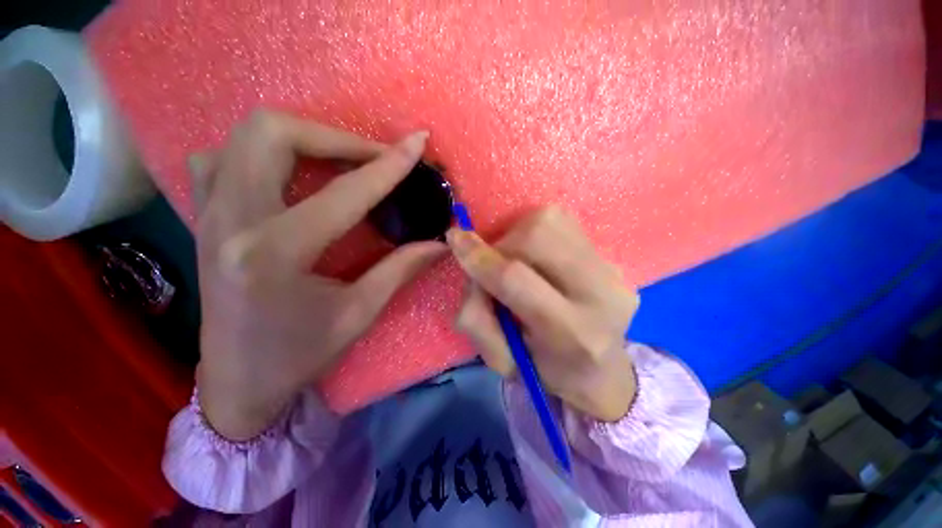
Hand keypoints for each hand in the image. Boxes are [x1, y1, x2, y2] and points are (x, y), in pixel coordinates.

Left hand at [191, 110, 444, 439]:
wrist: (236, 380)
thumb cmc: (299, 355)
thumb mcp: (359, 313)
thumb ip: (402, 268)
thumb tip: (440, 242)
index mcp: (274, 254)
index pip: (344, 193)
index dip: (388, 165)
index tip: (417, 143)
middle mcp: (232, 221)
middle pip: (274, 134)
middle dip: (337, 137)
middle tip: (374, 158)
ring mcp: (209, 213)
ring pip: (248, 135)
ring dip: (304, 138)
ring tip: (342, 161)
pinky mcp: (205, 216)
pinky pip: (223, 157)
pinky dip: (262, 151)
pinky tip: (289, 173)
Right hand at [446, 207, 638, 421]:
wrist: (600, 371)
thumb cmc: (543, 369)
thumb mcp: (500, 360)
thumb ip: (475, 316)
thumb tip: (467, 261)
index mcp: (571, 333)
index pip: (515, 279)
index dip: (480, 258)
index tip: (455, 238)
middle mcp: (601, 295)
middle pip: (537, 236)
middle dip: (502, 244)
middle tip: (494, 264)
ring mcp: (613, 272)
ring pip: (550, 221)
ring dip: (519, 235)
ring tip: (518, 261)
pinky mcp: (613, 258)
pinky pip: (563, 224)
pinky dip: (537, 233)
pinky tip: (538, 257)